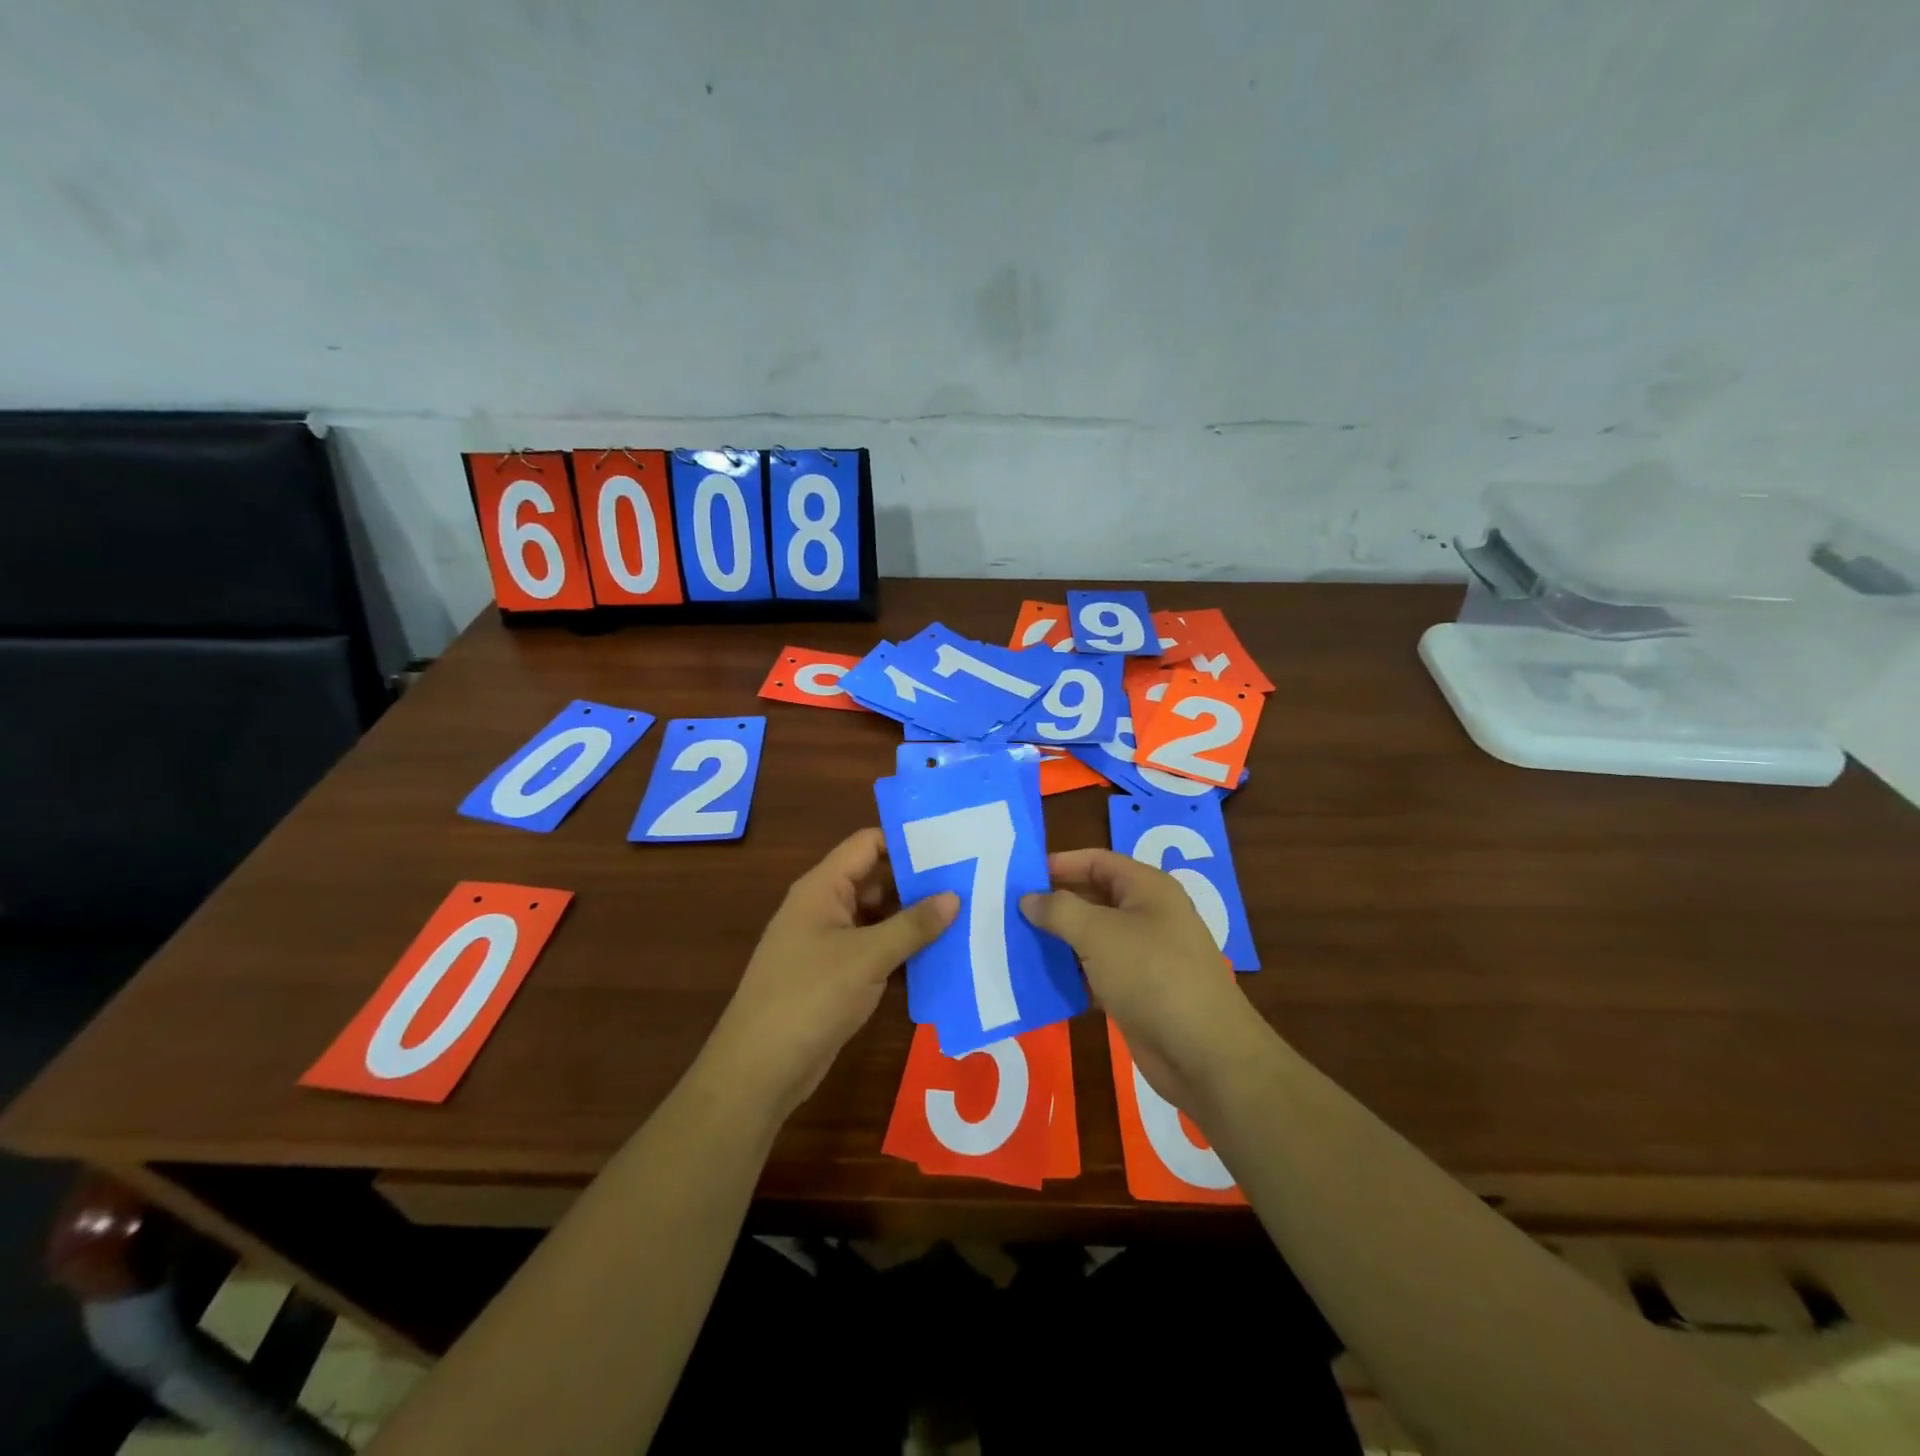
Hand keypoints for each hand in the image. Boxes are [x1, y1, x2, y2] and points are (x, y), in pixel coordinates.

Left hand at [698, 828, 957, 1122]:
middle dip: (919, 884)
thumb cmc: (810, 997)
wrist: (760, 1069)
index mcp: (823, 888)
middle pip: (877, 881)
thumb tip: (953, 896)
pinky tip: (943, 959)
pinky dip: (904, 954)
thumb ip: (912, 925)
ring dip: (915, 922)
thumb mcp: (867, 957)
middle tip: (970, 883)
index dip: (906, 841)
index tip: (952, 844)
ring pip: (880, 919)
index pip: (867, 844)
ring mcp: (830, 944)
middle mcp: (825, 908)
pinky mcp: (837, 977)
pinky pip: (877, 952)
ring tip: (968, 917)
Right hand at [1022, 848, 1271, 1116]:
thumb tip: (1029, 899)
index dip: (1059, 864)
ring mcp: (1145, 955)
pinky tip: (1040, 981)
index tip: (1020, 876)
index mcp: (1147, 888)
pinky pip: (1097, 972)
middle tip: (1008, 911)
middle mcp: (1148, 915)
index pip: (1096, 861)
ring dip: (1059, 941)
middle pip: (1093, 898)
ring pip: (1093, 937)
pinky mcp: (1138, 991)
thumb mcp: (1099, 934)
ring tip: (1014, 943)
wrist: (1204, 1053)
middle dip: (1054, 904)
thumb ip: (1059, 910)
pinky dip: (1072, 973)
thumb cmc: (1151, 975)